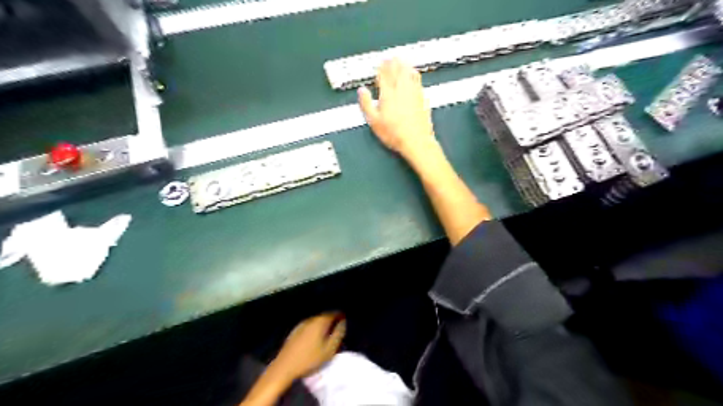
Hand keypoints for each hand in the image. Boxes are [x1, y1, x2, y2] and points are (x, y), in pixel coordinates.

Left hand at [267, 313, 345, 383]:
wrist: (285, 367)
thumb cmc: (309, 359)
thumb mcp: (329, 349)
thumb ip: (338, 334)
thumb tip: (343, 322)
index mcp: (320, 322)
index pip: (333, 313)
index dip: (340, 316)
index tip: (344, 320)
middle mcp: (311, 319)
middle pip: (324, 316)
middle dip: (331, 319)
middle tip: (337, 327)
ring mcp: (301, 324)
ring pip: (316, 320)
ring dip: (322, 324)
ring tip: (327, 332)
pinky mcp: (295, 330)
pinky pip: (309, 325)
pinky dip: (314, 328)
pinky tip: (314, 336)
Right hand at [357, 59, 437, 163]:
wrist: (416, 141)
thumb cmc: (393, 133)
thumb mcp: (374, 121)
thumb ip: (366, 104)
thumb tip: (361, 91)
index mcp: (388, 95)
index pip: (383, 76)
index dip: (381, 68)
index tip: (380, 62)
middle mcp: (401, 90)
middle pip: (397, 72)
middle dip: (393, 64)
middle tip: (391, 57)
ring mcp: (413, 93)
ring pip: (409, 74)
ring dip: (404, 66)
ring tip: (402, 60)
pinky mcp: (422, 99)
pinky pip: (418, 81)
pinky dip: (414, 74)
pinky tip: (414, 74)